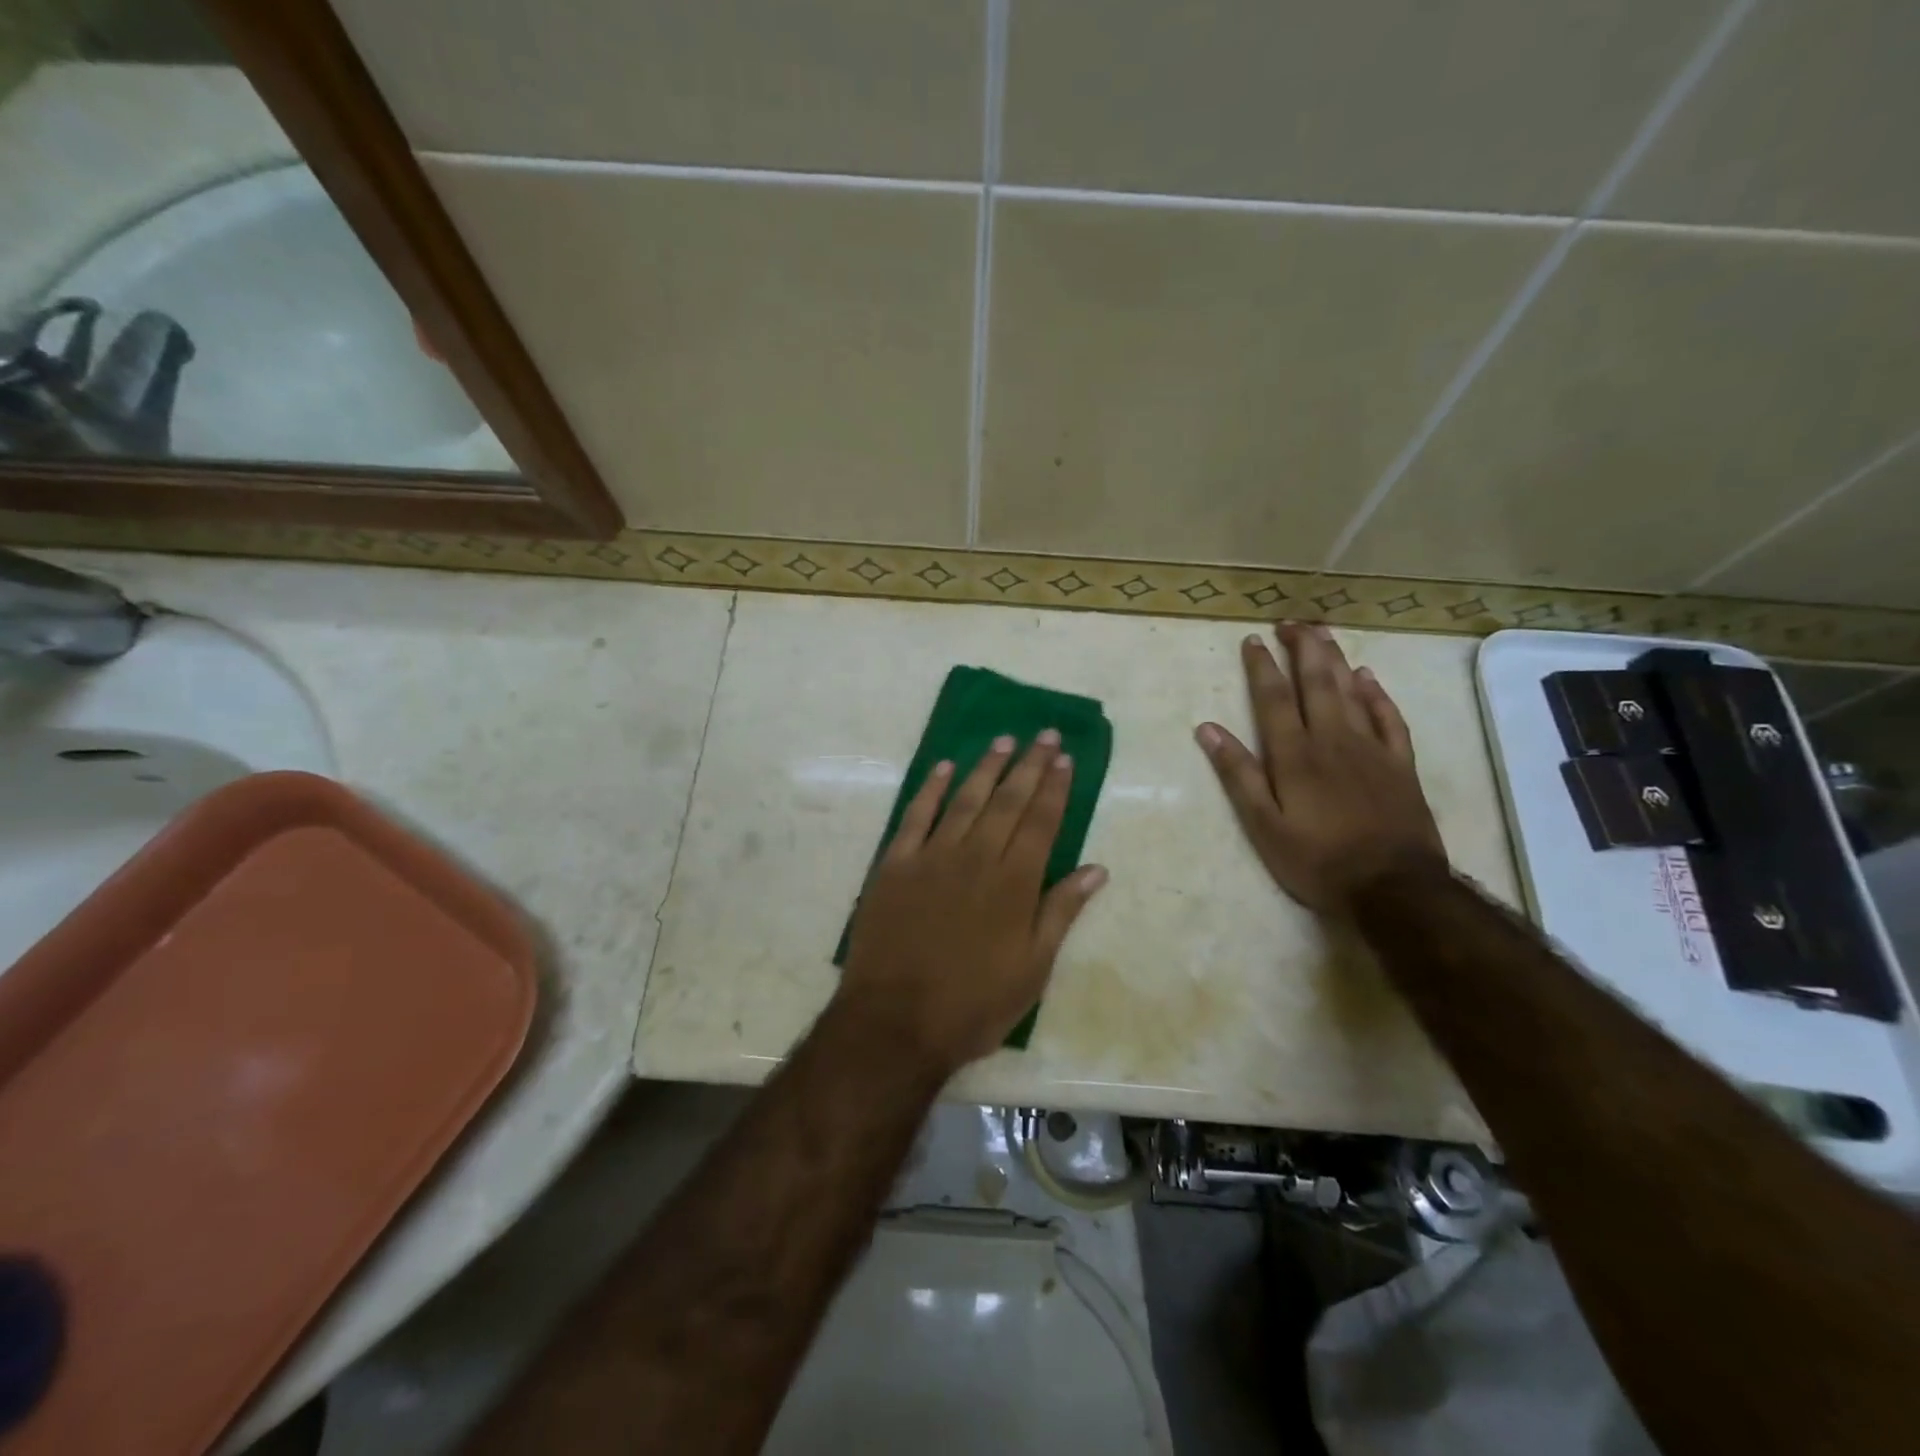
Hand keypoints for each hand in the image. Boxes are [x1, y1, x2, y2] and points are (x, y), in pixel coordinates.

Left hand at [840, 731, 1107, 1073]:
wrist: (895, 1021)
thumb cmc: (973, 1004)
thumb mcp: (1032, 969)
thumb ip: (1061, 913)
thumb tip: (1096, 870)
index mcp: (1014, 883)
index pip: (1041, 822)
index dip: (1054, 788)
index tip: (1064, 759)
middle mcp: (976, 858)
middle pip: (1008, 801)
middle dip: (1029, 766)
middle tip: (1044, 735)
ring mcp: (932, 857)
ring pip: (965, 800)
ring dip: (986, 767)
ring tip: (1003, 740)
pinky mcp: (895, 865)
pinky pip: (916, 816)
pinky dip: (930, 789)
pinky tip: (944, 768)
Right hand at [1196, 624, 1446, 914]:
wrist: (1393, 887)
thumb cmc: (1317, 860)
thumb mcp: (1264, 825)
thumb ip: (1238, 774)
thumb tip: (1207, 729)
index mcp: (1294, 755)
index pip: (1273, 699)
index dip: (1261, 667)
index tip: (1252, 640)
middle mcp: (1332, 740)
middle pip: (1315, 683)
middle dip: (1301, 649)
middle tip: (1290, 622)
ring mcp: (1371, 749)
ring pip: (1350, 691)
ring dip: (1334, 659)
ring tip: (1322, 633)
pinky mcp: (1400, 763)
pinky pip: (1388, 717)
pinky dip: (1376, 693)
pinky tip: (1367, 677)